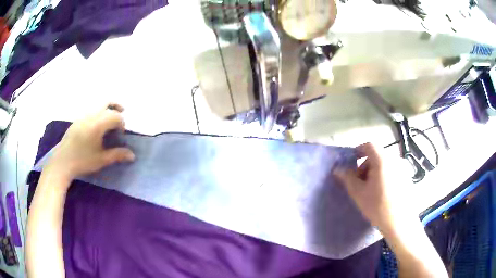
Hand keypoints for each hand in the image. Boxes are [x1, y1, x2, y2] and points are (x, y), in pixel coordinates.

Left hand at [45, 104, 134, 185]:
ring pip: (98, 105)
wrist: (62, 161)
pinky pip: (91, 111)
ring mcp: (83, 116)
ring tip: (109, 121)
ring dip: (107, 109)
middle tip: (122, 113)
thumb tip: (132, 155)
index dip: (121, 123)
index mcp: (98, 123)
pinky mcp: (77, 120)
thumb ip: (117, 155)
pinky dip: (98, 113)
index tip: (121, 134)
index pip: (115, 116)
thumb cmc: (83, 160)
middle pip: (107, 103)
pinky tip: (96, 127)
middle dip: (117, 107)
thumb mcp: (101, 160)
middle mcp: (91, 115)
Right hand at [334, 143, 413, 233]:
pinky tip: (384, 193)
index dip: (358, 151)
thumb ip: (348, 178)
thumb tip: (338, 169)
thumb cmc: (378, 207)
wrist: (400, 223)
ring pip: (386, 164)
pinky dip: (385, 176)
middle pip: (377, 155)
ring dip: (375, 171)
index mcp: (383, 160)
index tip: (351, 163)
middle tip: (360, 182)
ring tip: (372, 190)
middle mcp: (395, 159)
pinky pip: (394, 171)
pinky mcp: (408, 177)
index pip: (369, 145)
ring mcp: (404, 168)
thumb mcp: (359, 193)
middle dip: (366, 166)